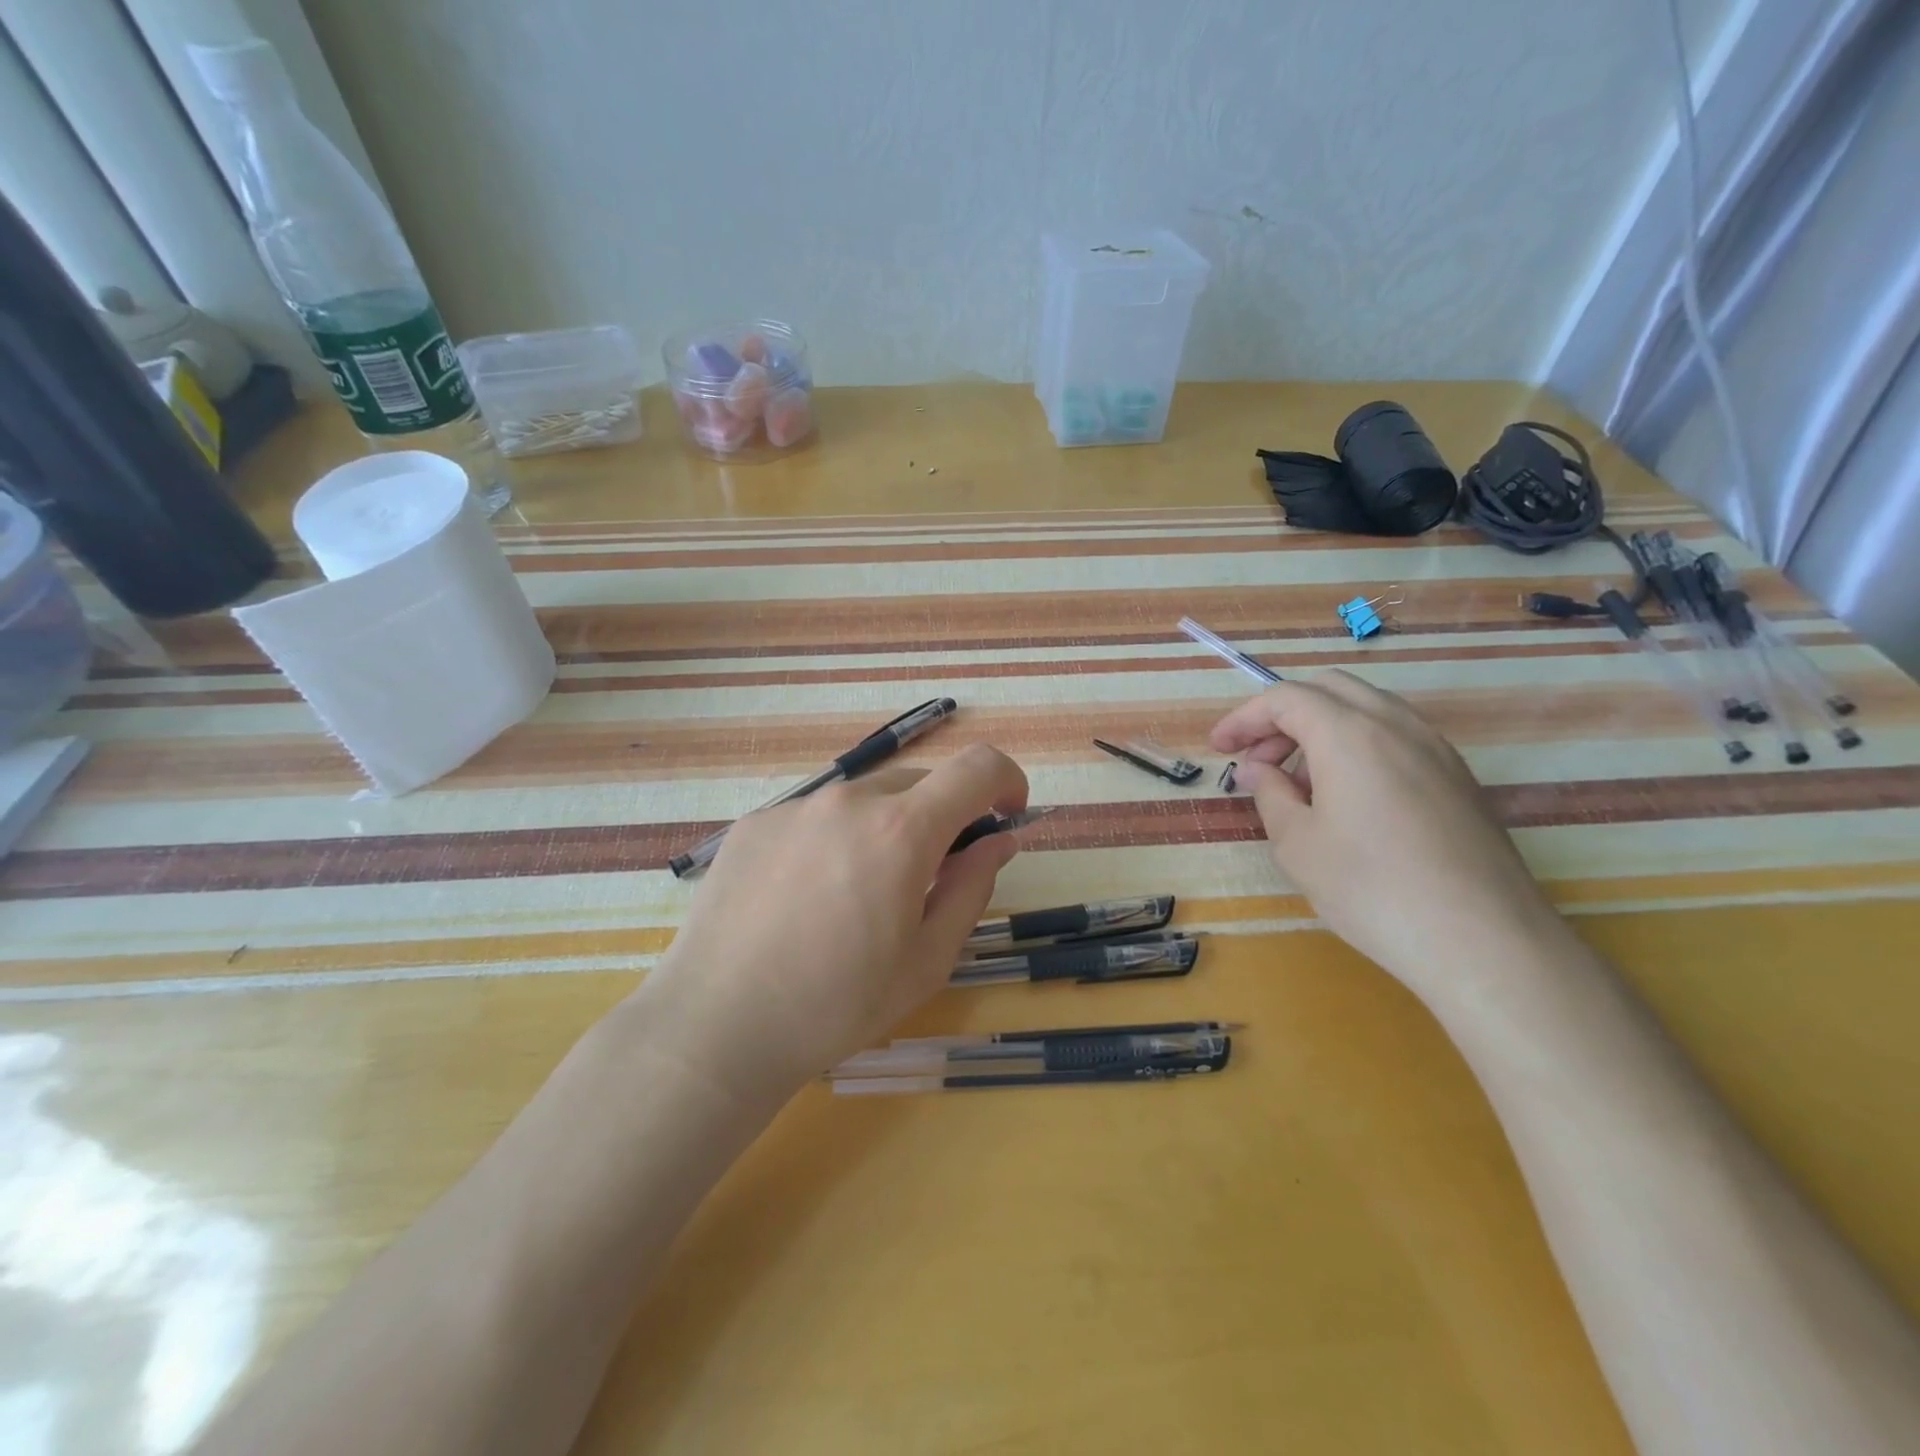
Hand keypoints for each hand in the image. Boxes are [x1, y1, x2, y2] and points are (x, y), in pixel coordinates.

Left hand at [640, 745, 1029, 1102]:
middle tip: (931, 877)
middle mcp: (848, 800)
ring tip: (859, 895)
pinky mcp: (754, 823)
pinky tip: (807, 897)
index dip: (1006, 781)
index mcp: (901, 830)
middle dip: (944, 817)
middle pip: (920, 783)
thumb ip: (973, 887)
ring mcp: (794, 807)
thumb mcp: (927, 958)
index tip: (1007, 814)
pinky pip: (816, 816)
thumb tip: (998, 840)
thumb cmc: (837, 1005)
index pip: (977, 767)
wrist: (716, 1027)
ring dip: (886, 828)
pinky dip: (835, 838)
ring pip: (865, 798)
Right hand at [1211, 671, 1567, 1003]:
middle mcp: (1398, 726)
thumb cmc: (1372, 889)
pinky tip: (1347, 798)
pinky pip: (1397, 738)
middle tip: (1256, 758)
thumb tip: (1260, 770)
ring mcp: (1437, 750)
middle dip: (1282, 715)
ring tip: (1297, 782)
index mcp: (1350, 734)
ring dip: (1321, 729)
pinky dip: (1358, 747)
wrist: (1484, 942)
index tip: (1218, 747)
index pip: (1286, 698)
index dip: (1244, 718)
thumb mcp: (1297, 844)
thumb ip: (1270, 794)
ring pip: (1367, 710)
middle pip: (1329, 690)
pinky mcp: (1460, 779)